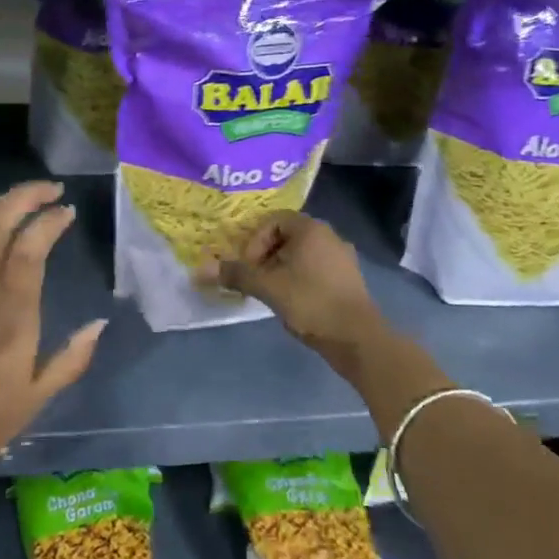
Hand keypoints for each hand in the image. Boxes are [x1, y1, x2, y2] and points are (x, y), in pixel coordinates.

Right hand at [201, 211, 389, 360]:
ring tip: (270, 292)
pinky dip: (299, 278)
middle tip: (254, 278)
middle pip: (287, 236)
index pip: (273, 220)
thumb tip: (199, 270)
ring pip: (301, 254)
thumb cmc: (311, 302)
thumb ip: (236, 275)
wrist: (358, 339)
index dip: (255, 240)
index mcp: (311, 229)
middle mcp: (329, 236)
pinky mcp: (348, 280)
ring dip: (281, 268)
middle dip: (265, 255)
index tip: (249, 265)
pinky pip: (316, 269)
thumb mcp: (268, 287)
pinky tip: (292, 301)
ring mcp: (342, 258)